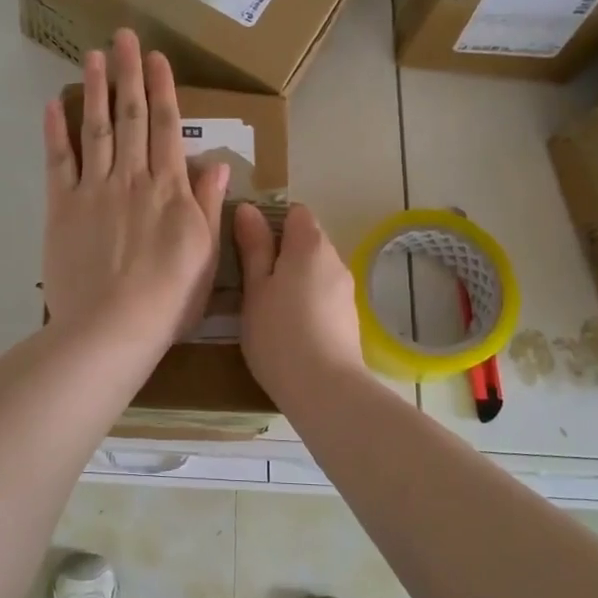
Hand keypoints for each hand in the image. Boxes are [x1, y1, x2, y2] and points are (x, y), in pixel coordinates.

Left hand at [42, 30, 229, 347]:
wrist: (113, 326)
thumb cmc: (169, 298)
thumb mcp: (206, 254)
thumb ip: (208, 204)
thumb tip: (219, 162)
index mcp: (169, 188)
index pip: (166, 127)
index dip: (162, 89)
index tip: (157, 57)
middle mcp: (132, 178)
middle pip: (130, 116)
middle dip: (128, 73)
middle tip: (123, 36)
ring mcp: (94, 190)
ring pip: (95, 129)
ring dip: (94, 89)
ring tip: (93, 55)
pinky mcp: (62, 207)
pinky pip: (58, 163)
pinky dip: (55, 133)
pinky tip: (53, 106)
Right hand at [232, 202, 365, 402]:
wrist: (325, 389)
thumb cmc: (278, 333)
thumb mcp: (255, 288)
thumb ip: (253, 247)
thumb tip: (248, 209)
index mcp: (309, 245)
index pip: (295, 212)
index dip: (271, 222)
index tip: (249, 246)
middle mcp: (334, 259)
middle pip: (307, 240)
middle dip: (282, 253)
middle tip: (252, 281)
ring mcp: (346, 290)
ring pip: (316, 270)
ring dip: (295, 279)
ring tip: (269, 307)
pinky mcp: (349, 317)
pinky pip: (324, 295)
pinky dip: (307, 301)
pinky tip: (291, 328)